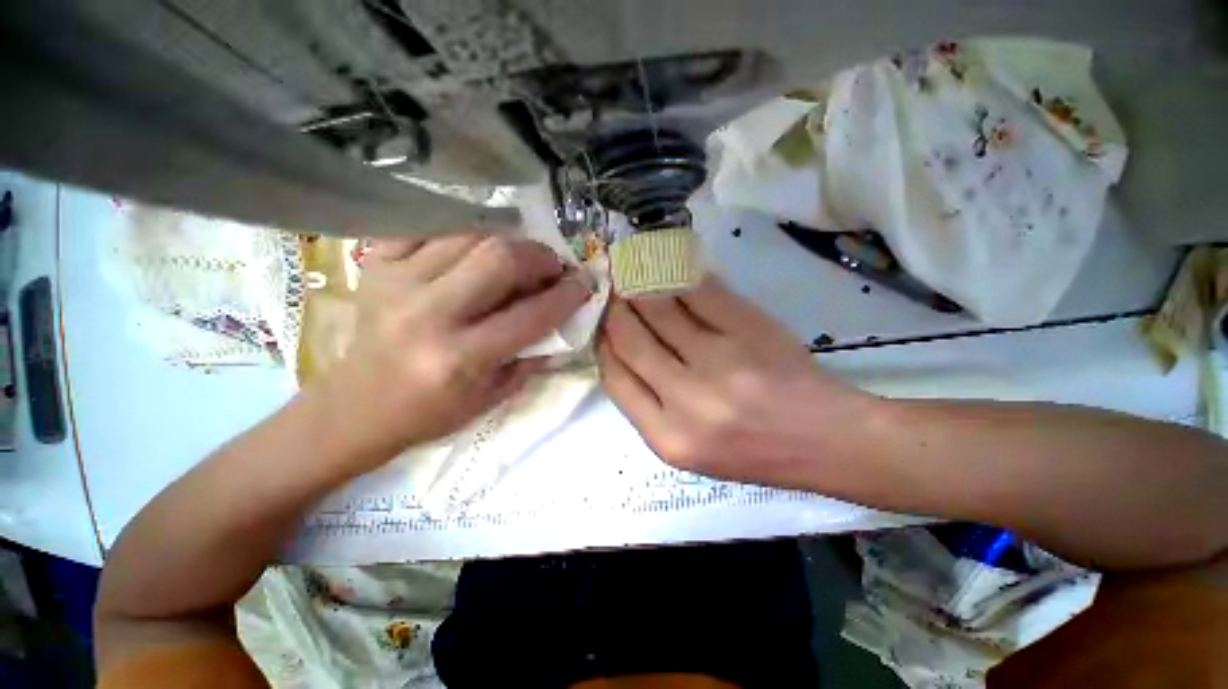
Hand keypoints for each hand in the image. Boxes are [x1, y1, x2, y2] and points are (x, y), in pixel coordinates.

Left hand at [317, 234, 589, 466]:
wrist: (356, 407)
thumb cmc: (432, 412)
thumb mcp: (495, 396)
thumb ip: (534, 354)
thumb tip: (563, 317)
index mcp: (461, 358)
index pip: (532, 314)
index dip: (567, 294)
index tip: (584, 283)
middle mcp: (429, 314)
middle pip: (499, 257)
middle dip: (539, 256)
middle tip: (551, 266)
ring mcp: (397, 283)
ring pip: (469, 235)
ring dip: (506, 244)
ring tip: (517, 260)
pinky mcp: (376, 265)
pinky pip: (429, 228)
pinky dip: (462, 233)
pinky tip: (473, 251)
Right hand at [598, 277, 877, 489]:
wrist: (825, 441)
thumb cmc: (752, 452)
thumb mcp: (687, 448)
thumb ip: (649, 404)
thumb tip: (620, 349)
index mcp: (668, 439)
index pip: (615, 378)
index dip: (603, 344)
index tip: (602, 325)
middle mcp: (688, 400)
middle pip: (631, 339)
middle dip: (615, 309)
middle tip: (612, 291)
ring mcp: (720, 361)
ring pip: (659, 309)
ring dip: (640, 287)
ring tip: (633, 274)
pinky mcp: (749, 330)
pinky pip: (698, 293)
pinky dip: (679, 278)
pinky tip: (670, 270)